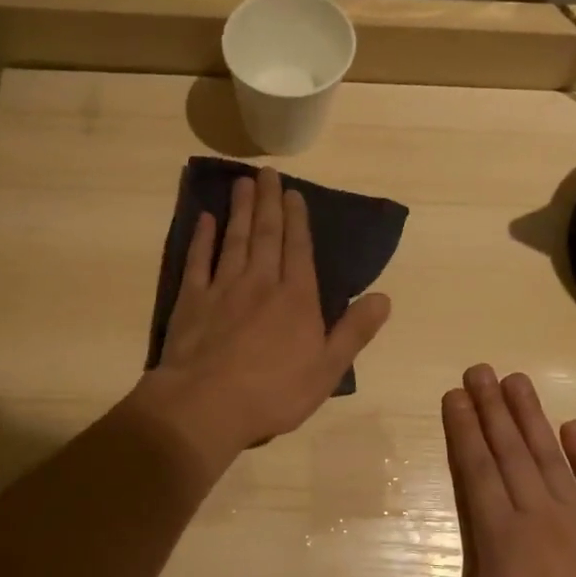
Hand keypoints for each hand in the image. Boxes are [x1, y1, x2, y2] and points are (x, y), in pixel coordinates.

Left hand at [140, 167, 390, 453]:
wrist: (208, 404)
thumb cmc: (274, 393)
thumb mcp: (327, 369)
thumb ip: (354, 331)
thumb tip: (383, 297)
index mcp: (296, 298)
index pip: (299, 249)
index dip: (298, 219)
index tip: (294, 192)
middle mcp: (261, 282)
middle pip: (266, 234)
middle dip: (268, 202)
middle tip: (267, 172)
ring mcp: (223, 288)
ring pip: (234, 240)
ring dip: (240, 210)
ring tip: (242, 183)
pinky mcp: (192, 300)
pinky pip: (198, 261)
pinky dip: (202, 239)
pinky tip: (205, 220)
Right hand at [350, 365, 575, 576]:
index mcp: (501, 535)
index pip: (476, 469)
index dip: (463, 429)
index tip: (454, 394)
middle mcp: (538, 515)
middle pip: (510, 451)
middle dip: (491, 408)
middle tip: (479, 369)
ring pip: (550, 457)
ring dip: (531, 417)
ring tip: (517, 380)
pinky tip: (575, 428)